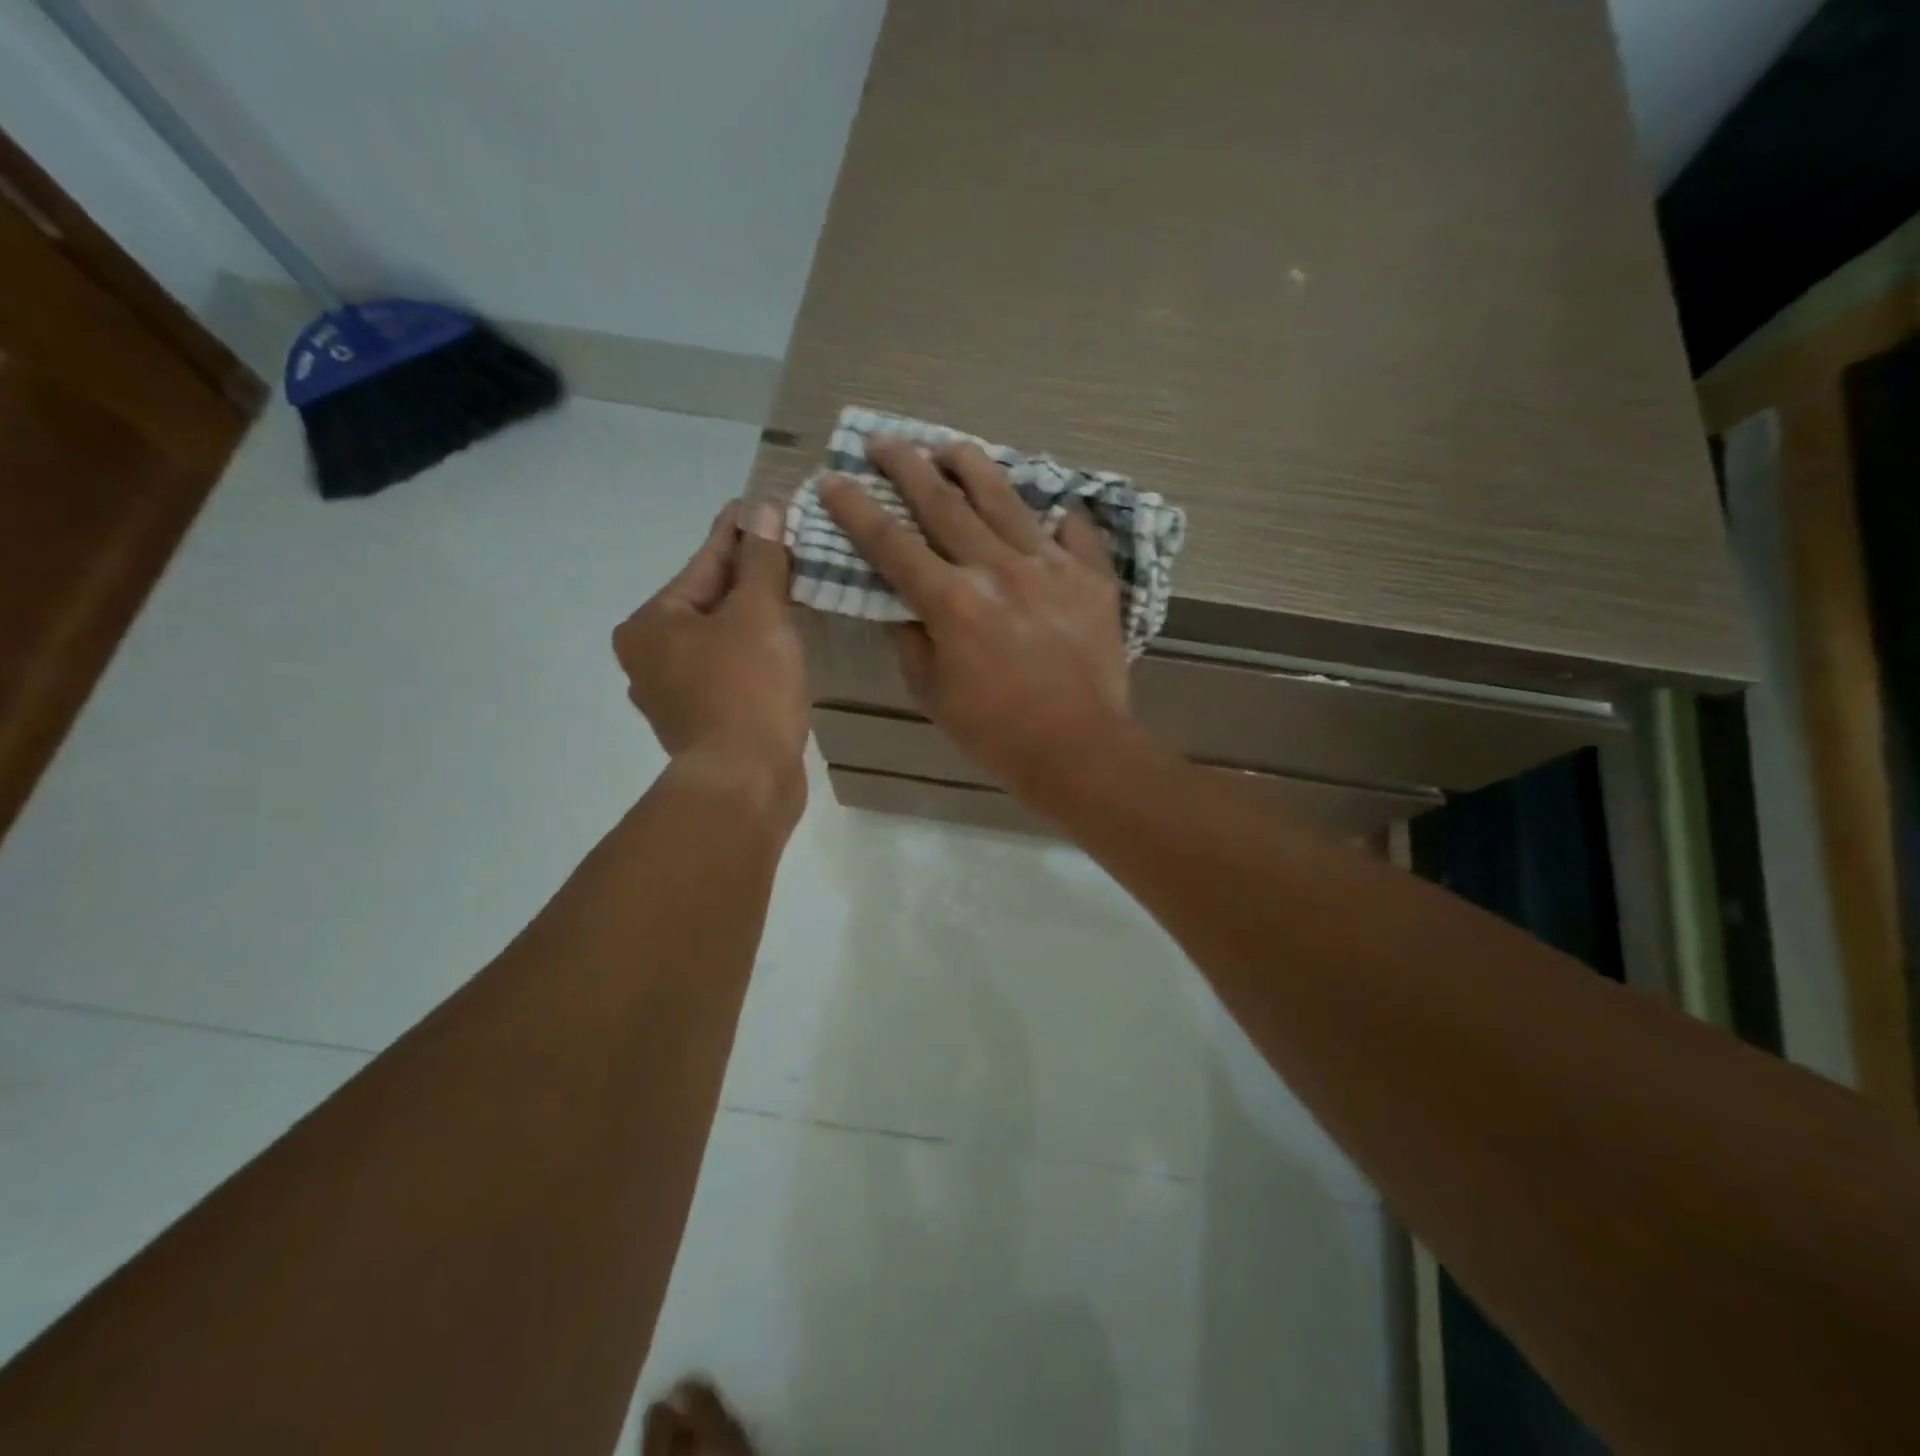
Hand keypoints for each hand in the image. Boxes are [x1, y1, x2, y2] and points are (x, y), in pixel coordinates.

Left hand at [614, 501, 806, 815]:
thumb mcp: (759, 614)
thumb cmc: (746, 689)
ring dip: (754, 617)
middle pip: (709, 602)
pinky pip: (729, 671)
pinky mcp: (702, 722)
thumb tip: (762, 510)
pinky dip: (753, 654)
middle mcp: (650, 656)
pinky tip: (782, 644)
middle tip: (788, 546)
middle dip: (750, 577)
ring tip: (793, 591)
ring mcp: (674, 694)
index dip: (739, 532)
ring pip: (720, 639)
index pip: (704, 563)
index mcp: (651, 624)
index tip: (762, 504)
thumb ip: (761, 561)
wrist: (745, 783)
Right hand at [819, 438, 1132, 800]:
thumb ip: (912, 642)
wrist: (1078, 748)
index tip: (833, 478)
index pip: (891, 543)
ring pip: (1005, 500)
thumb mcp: (933, 695)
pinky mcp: (1090, 578)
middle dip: (907, 466)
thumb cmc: (996, 731)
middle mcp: (997, 570)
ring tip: (951, 445)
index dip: (856, 508)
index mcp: (951, 602)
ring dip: (972, 467)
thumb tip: (904, 606)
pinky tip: (1050, 506)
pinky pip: (1073, 532)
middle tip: (885, 440)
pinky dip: (1058, 517)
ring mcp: (1049, 567)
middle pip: (943, 504)